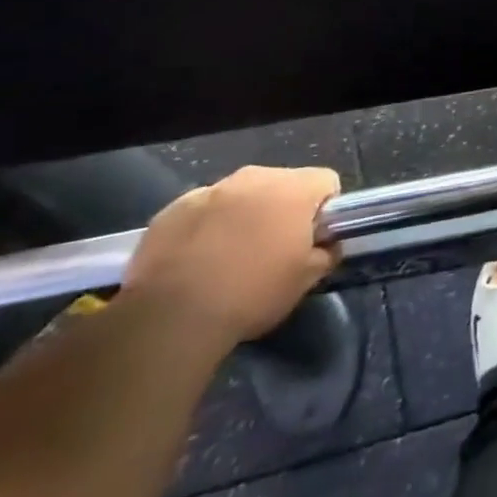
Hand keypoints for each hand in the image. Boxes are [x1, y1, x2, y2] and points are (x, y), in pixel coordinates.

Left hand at [124, 165, 339, 345]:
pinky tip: (196, 261)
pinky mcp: (172, 210)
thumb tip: (326, 245)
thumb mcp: (306, 280)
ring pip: (240, 195)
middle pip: (282, 184)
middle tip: (273, 249)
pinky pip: (203, 210)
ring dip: (243, 216)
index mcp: (293, 189)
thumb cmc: (251, 294)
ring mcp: (209, 190)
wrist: (170, 319)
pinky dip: (206, 227)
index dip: (325, 210)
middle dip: (282, 210)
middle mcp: (254, 177)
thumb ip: (325, 253)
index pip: (326, 181)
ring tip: (230, 257)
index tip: (313, 239)